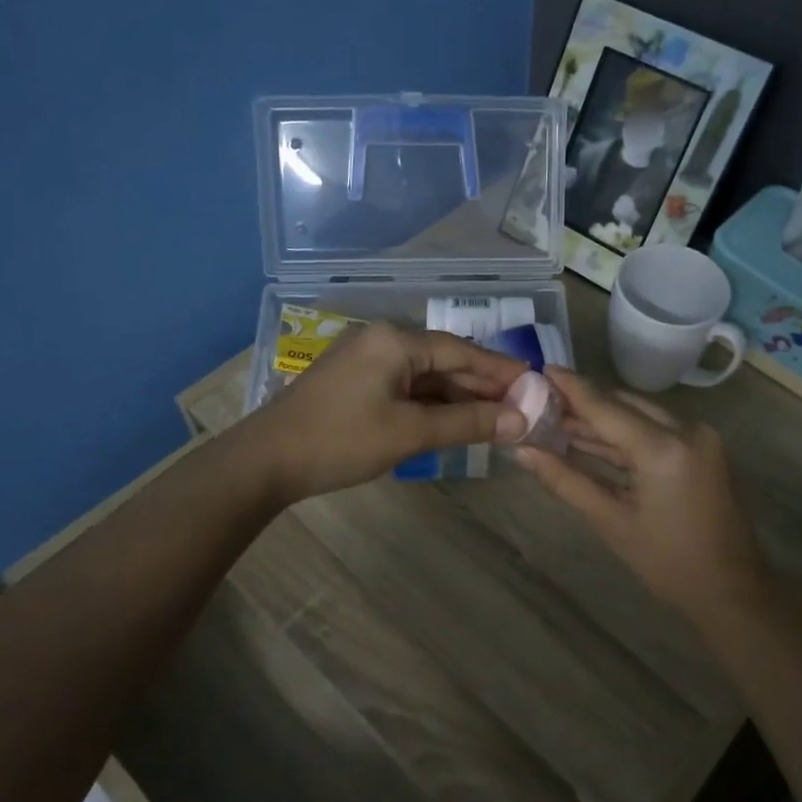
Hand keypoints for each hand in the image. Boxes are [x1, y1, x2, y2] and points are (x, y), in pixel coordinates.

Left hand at [240, 323, 528, 502]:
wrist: (265, 461)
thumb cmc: (340, 441)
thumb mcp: (409, 433)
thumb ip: (467, 423)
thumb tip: (520, 420)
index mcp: (395, 340)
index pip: (462, 351)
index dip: (501, 371)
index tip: (536, 386)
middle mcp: (382, 340)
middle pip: (444, 360)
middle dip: (481, 387)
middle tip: (520, 409)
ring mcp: (365, 360)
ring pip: (424, 376)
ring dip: (457, 397)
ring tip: (495, 419)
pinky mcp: (354, 381)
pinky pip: (404, 386)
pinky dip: (430, 404)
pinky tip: (453, 421)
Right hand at [511, 367, 769, 622]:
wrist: (732, 590)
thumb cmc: (668, 563)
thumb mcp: (611, 522)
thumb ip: (565, 481)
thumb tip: (522, 452)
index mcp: (664, 448)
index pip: (606, 407)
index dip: (571, 388)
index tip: (539, 370)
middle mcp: (686, 430)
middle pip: (624, 404)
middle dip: (584, 403)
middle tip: (543, 403)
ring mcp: (699, 438)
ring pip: (640, 415)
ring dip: (603, 419)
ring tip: (558, 421)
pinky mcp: (703, 448)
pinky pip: (657, 430)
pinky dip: (626, 435)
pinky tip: (592, 439)